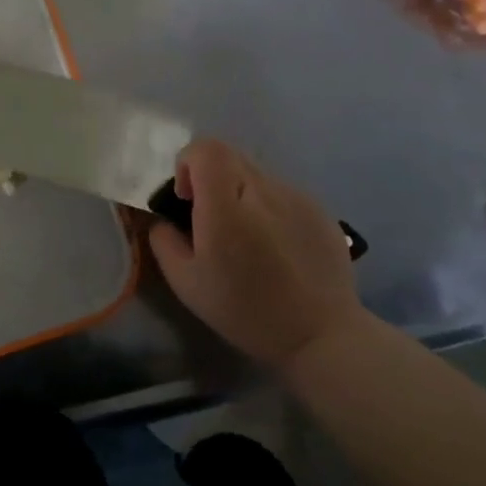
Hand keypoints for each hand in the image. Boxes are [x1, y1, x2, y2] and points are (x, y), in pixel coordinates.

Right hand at [148, 138, 364, 366]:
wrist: (321, 336)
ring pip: (256, 175)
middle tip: (212, 218)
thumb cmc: (245, 311)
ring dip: (241, 194)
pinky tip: (276, 247)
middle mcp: (263, 191)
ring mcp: (296, 197)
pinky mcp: (320, 209)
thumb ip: (164, 241)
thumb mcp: (187, 284)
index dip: (188, 162)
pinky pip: (282, 193)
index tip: (187, 197)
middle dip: (211, 178)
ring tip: (247, 237)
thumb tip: (164, 219)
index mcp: (226, 207)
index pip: (206, 149)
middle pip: (229, 156)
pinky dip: (268, 208)